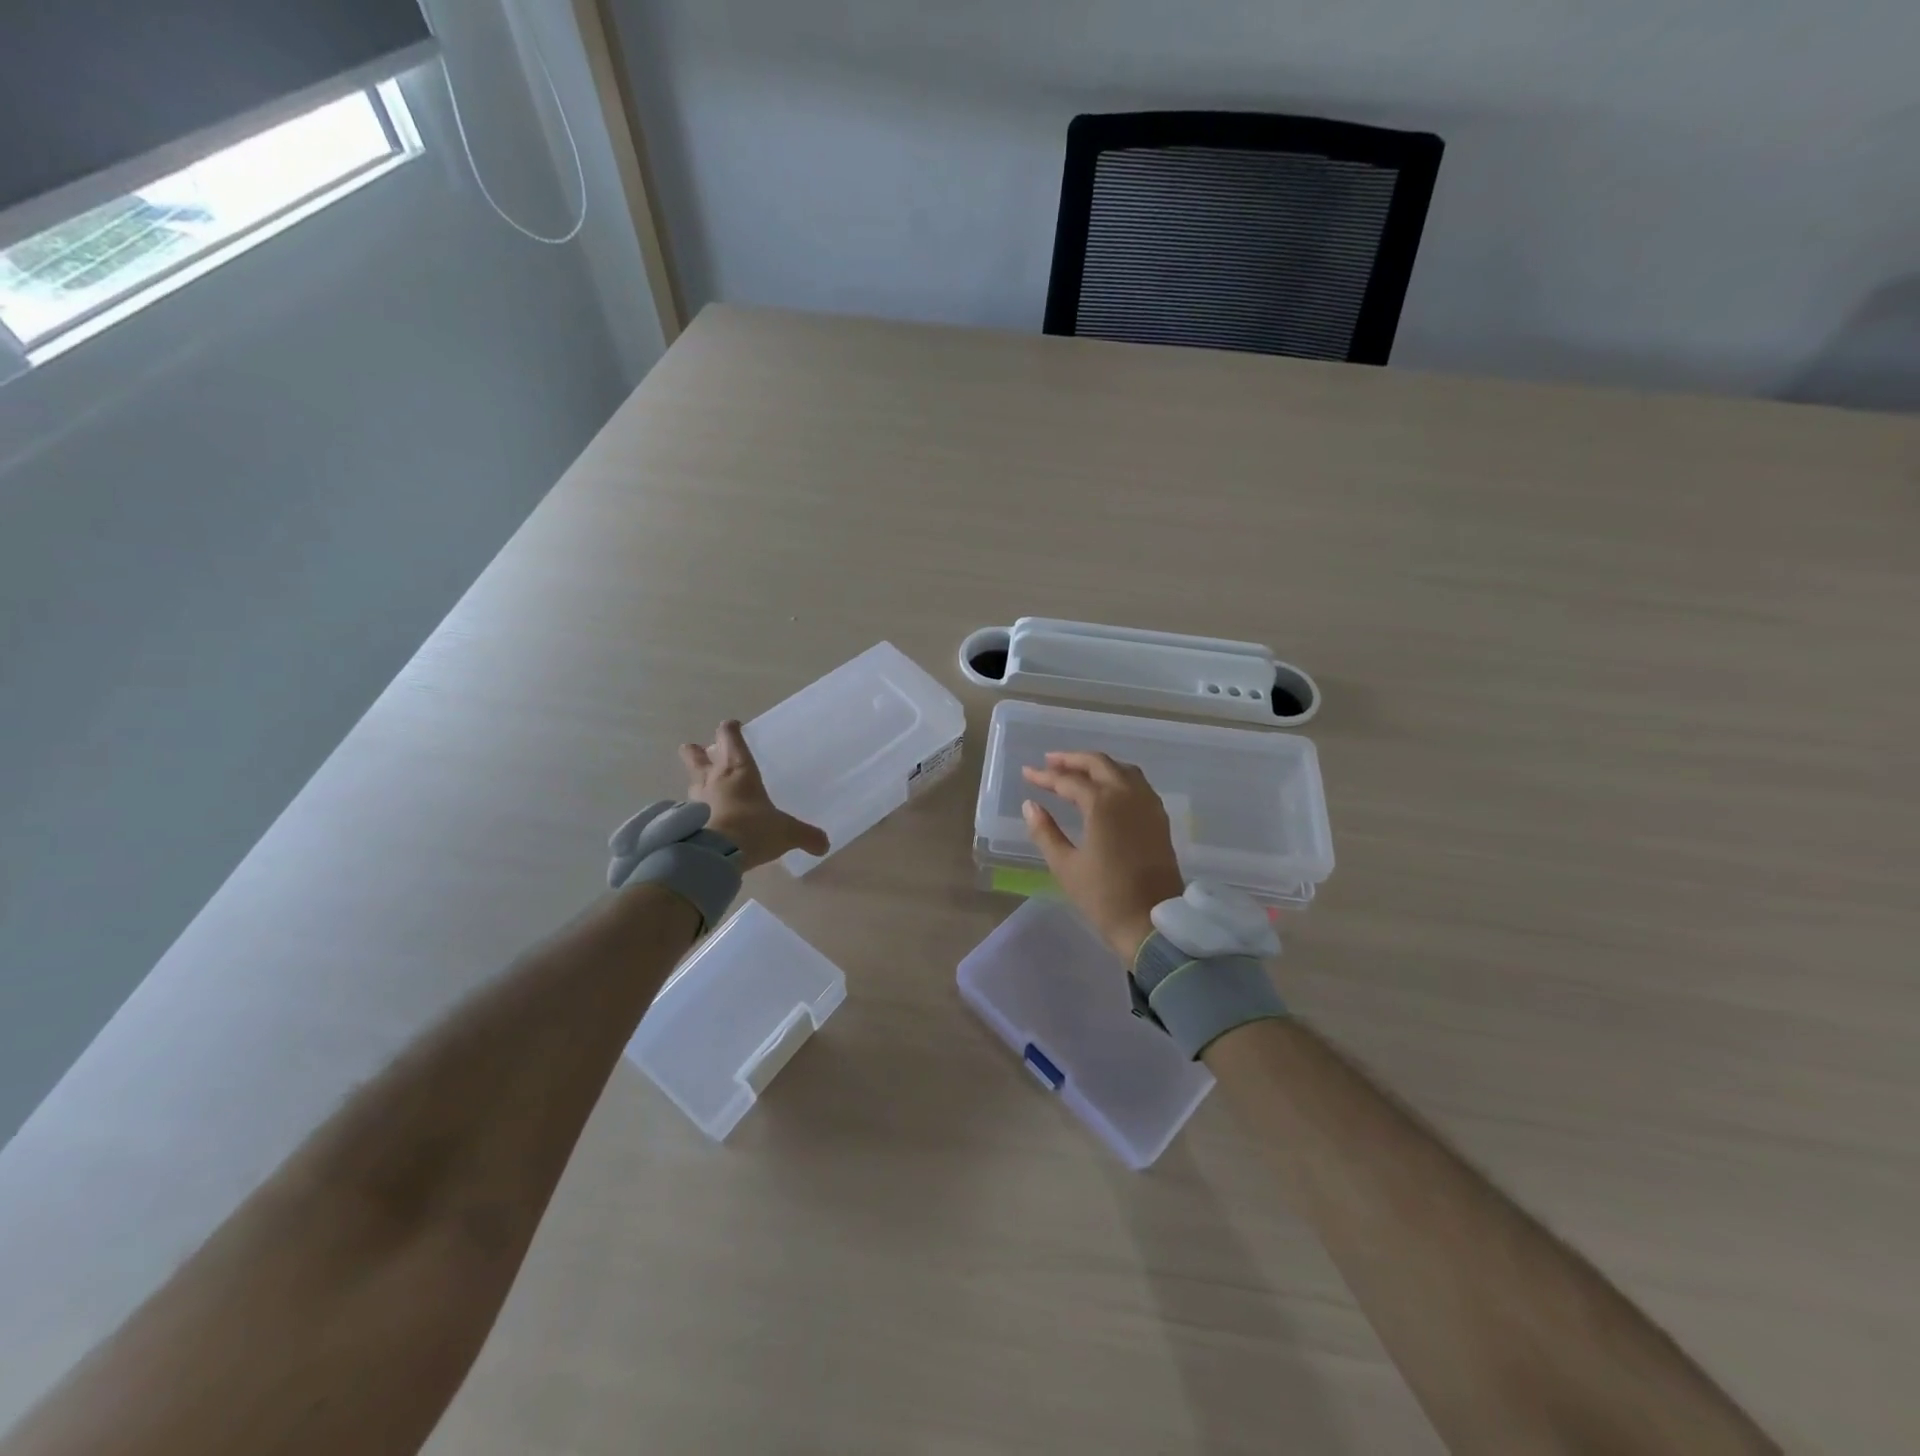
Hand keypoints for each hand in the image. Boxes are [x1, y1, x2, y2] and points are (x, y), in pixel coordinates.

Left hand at [681, 721, 829, 871]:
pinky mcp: (684, 820)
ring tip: (704, 784)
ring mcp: (696, 798)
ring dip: (696, 778)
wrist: (713, 855)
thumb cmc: (752, 829)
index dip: (731, 729)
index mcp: (739, 770)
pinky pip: (687, 807)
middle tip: (702, 750)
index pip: (730, 738)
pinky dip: (693, 809)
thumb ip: (806, 836)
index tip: (734, 727)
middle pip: (695, 754)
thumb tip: (825, 844)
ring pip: (691, 779)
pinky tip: (701, 817)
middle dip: (697, 750)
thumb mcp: (786, 833)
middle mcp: (714, 778)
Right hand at [1021, 751, 1185, 962]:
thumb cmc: (1104, 897)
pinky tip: (1106, 790)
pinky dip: (1118, 777)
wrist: (1153, 924)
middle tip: (1050, 762)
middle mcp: (1128, 795)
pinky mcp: (1159, 819)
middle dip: (1072, 760)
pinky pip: (1138, 784)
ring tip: (1076, 772)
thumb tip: (1030, 805)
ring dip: (1098, 765)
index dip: (1046, 776)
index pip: (1069, 780)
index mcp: (1103, 804)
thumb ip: (1045, 832)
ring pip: (1122, 770)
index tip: (1027, 774)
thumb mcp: (1066, 866)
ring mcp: (1148, 805)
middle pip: (1099, 764)